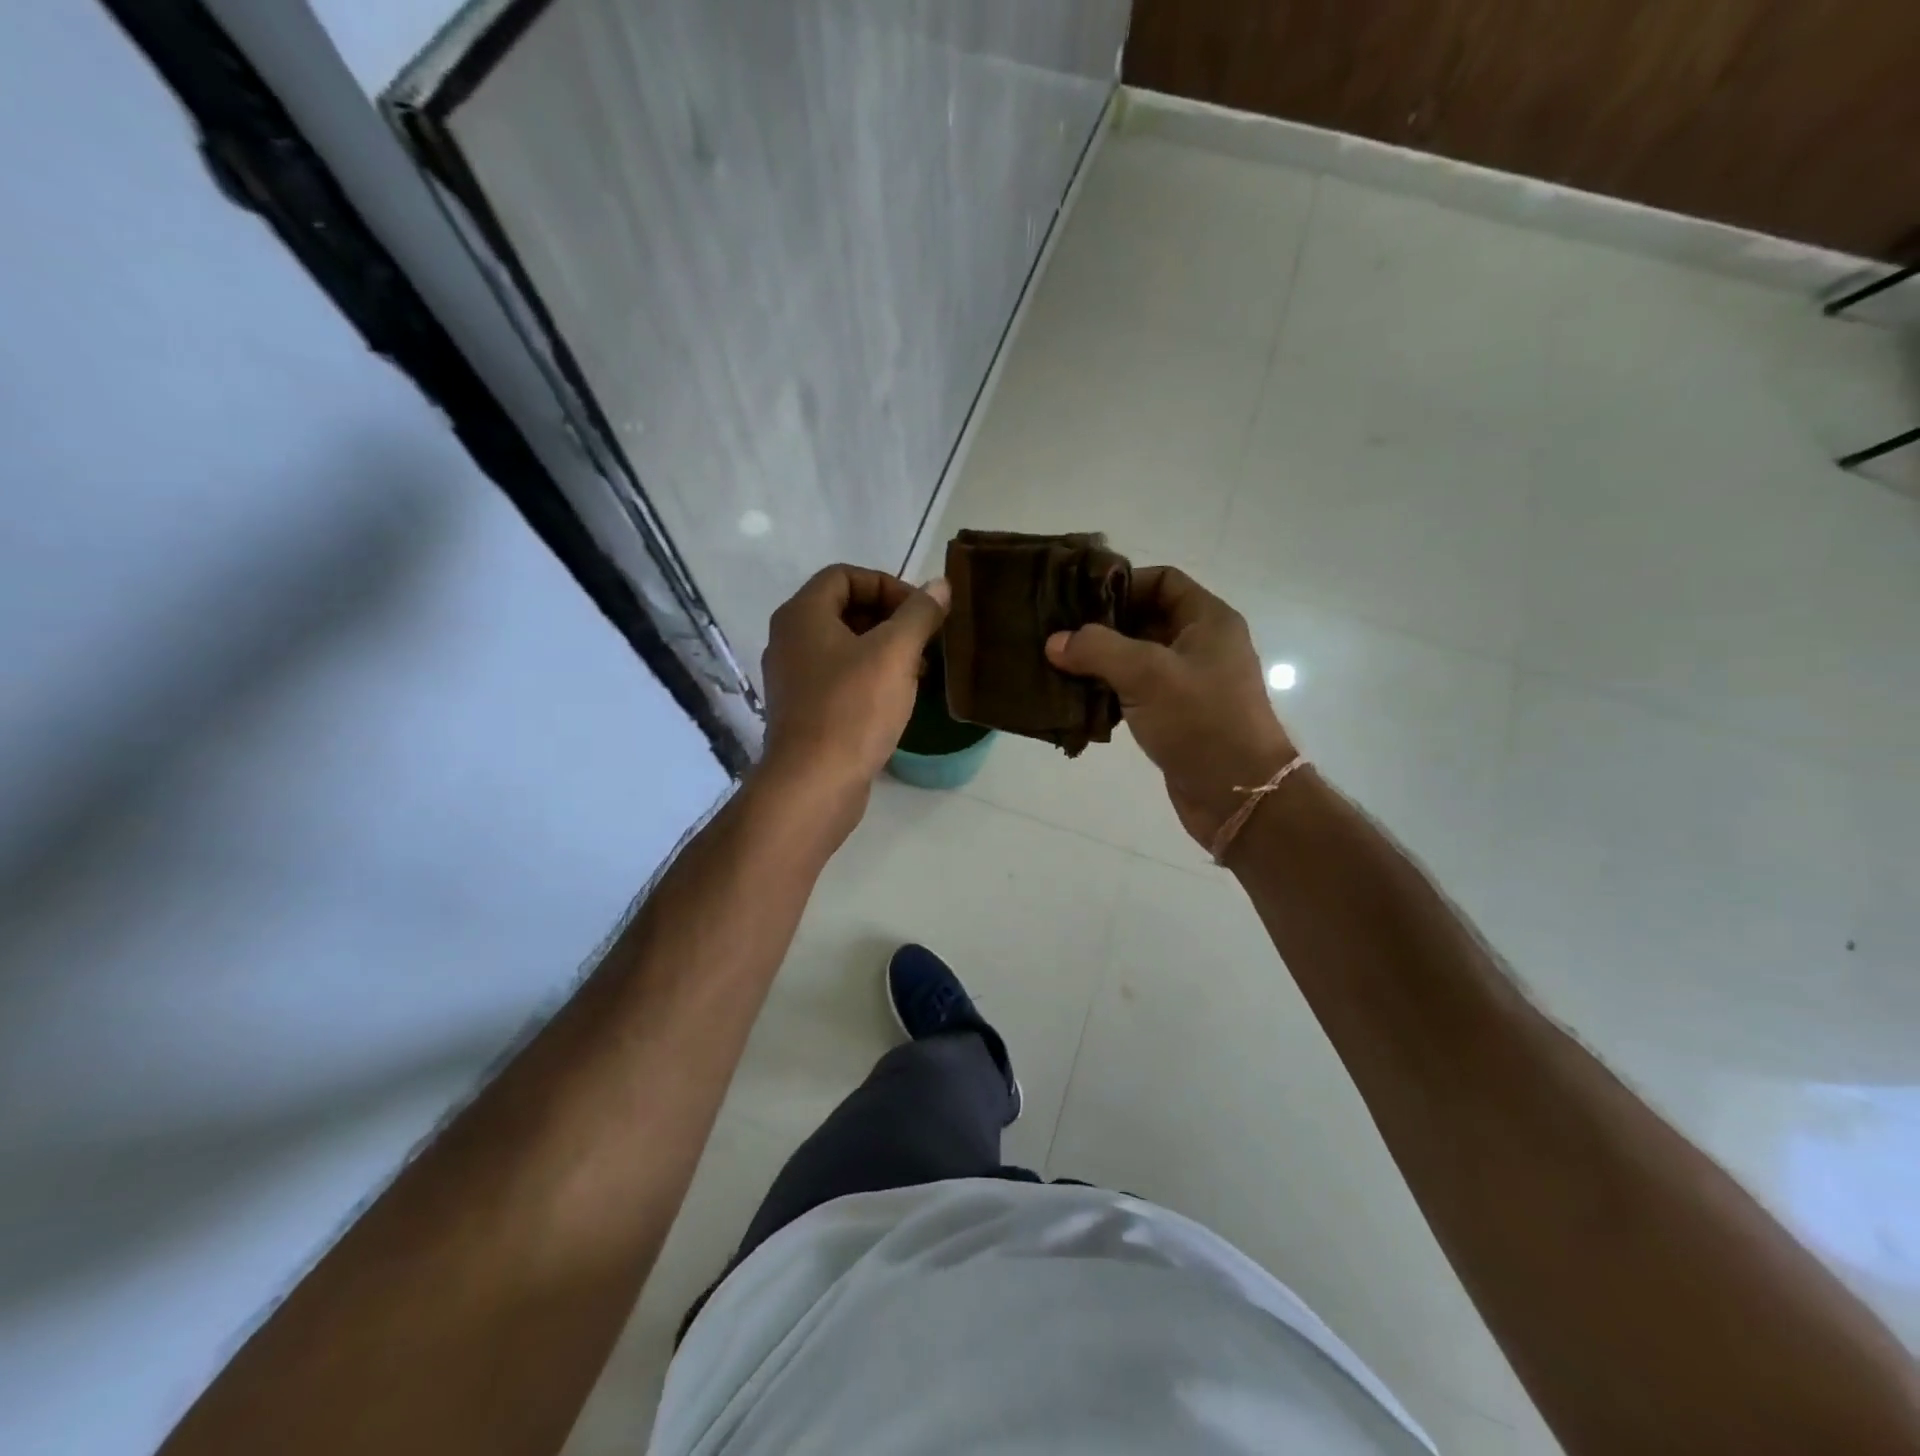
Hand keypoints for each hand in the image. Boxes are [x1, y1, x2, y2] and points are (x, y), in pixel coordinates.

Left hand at [759, 564, 949, 822]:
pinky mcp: (805, 711)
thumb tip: (940, 586)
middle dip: (891, 619)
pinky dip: (871, 678)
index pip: (845, 575)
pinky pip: (841, 679)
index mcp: (802, 615)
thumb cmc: (852, 709)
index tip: (921, 612)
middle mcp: (790, 640)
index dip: (887, 584)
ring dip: (885, 651)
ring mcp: (794, 678)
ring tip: (920, 671)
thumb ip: (920, 614)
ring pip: (845, 647)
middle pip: (844, 610)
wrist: (813, 784)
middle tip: (926, 641)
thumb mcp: (895, 653)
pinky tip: (898, 698)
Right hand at [1046, 567, 1294, 847]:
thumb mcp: (1146, 674)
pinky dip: (1110, 693)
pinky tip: (1078, 701)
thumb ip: (1097, 649)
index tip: (1079, 600)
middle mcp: (1202, 645)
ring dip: (1101, 663)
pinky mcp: (1177, 717)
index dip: (1122, 583)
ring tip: (1059, 666)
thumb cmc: (1201, 721)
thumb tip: (1054, 642)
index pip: (1163, 580)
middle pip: (1146, 618)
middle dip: (1103, 626)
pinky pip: (1137, 693)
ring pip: (1138, 659)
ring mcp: (1190, 683)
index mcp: (1208, 621)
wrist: (1238, 794)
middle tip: (1058, 634)